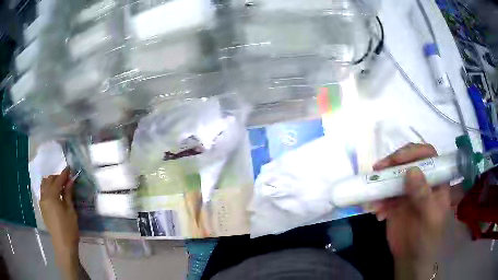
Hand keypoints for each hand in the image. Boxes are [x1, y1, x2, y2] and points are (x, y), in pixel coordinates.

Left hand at [40, 167, 78, 254]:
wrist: (63, 245)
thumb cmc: (69, 228)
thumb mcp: (71, 210)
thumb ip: (68, 194)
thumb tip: (70, 180)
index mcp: (52, 196)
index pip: (58, 180)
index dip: (64, 174)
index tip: (69, 168)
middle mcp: (44, 196)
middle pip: (49, 180)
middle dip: (57, 177)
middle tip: (65, 180)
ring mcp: (42, 202)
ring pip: (44, 185)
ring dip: (51, 182)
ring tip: (59, 186)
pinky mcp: (42, 208)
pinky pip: (43, 193)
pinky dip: (48, 189)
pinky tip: (54, 195)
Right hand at [373, 144, 449, 278]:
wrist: (412, 256)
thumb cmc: (428, 237)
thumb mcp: (430, 217)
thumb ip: (423, 195)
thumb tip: (412, 171)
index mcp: (435, 180)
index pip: (427, 155)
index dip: (413, 152)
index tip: (397, 160)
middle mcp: (421, 181)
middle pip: (408, 161)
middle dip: (392, 163)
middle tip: (378, 169)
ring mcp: (407, 191)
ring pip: (393, 176)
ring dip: (381, 184)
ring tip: (375, 201)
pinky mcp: (395, 202)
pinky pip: (384, 194)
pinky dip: (377, 200)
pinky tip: (376, 213)